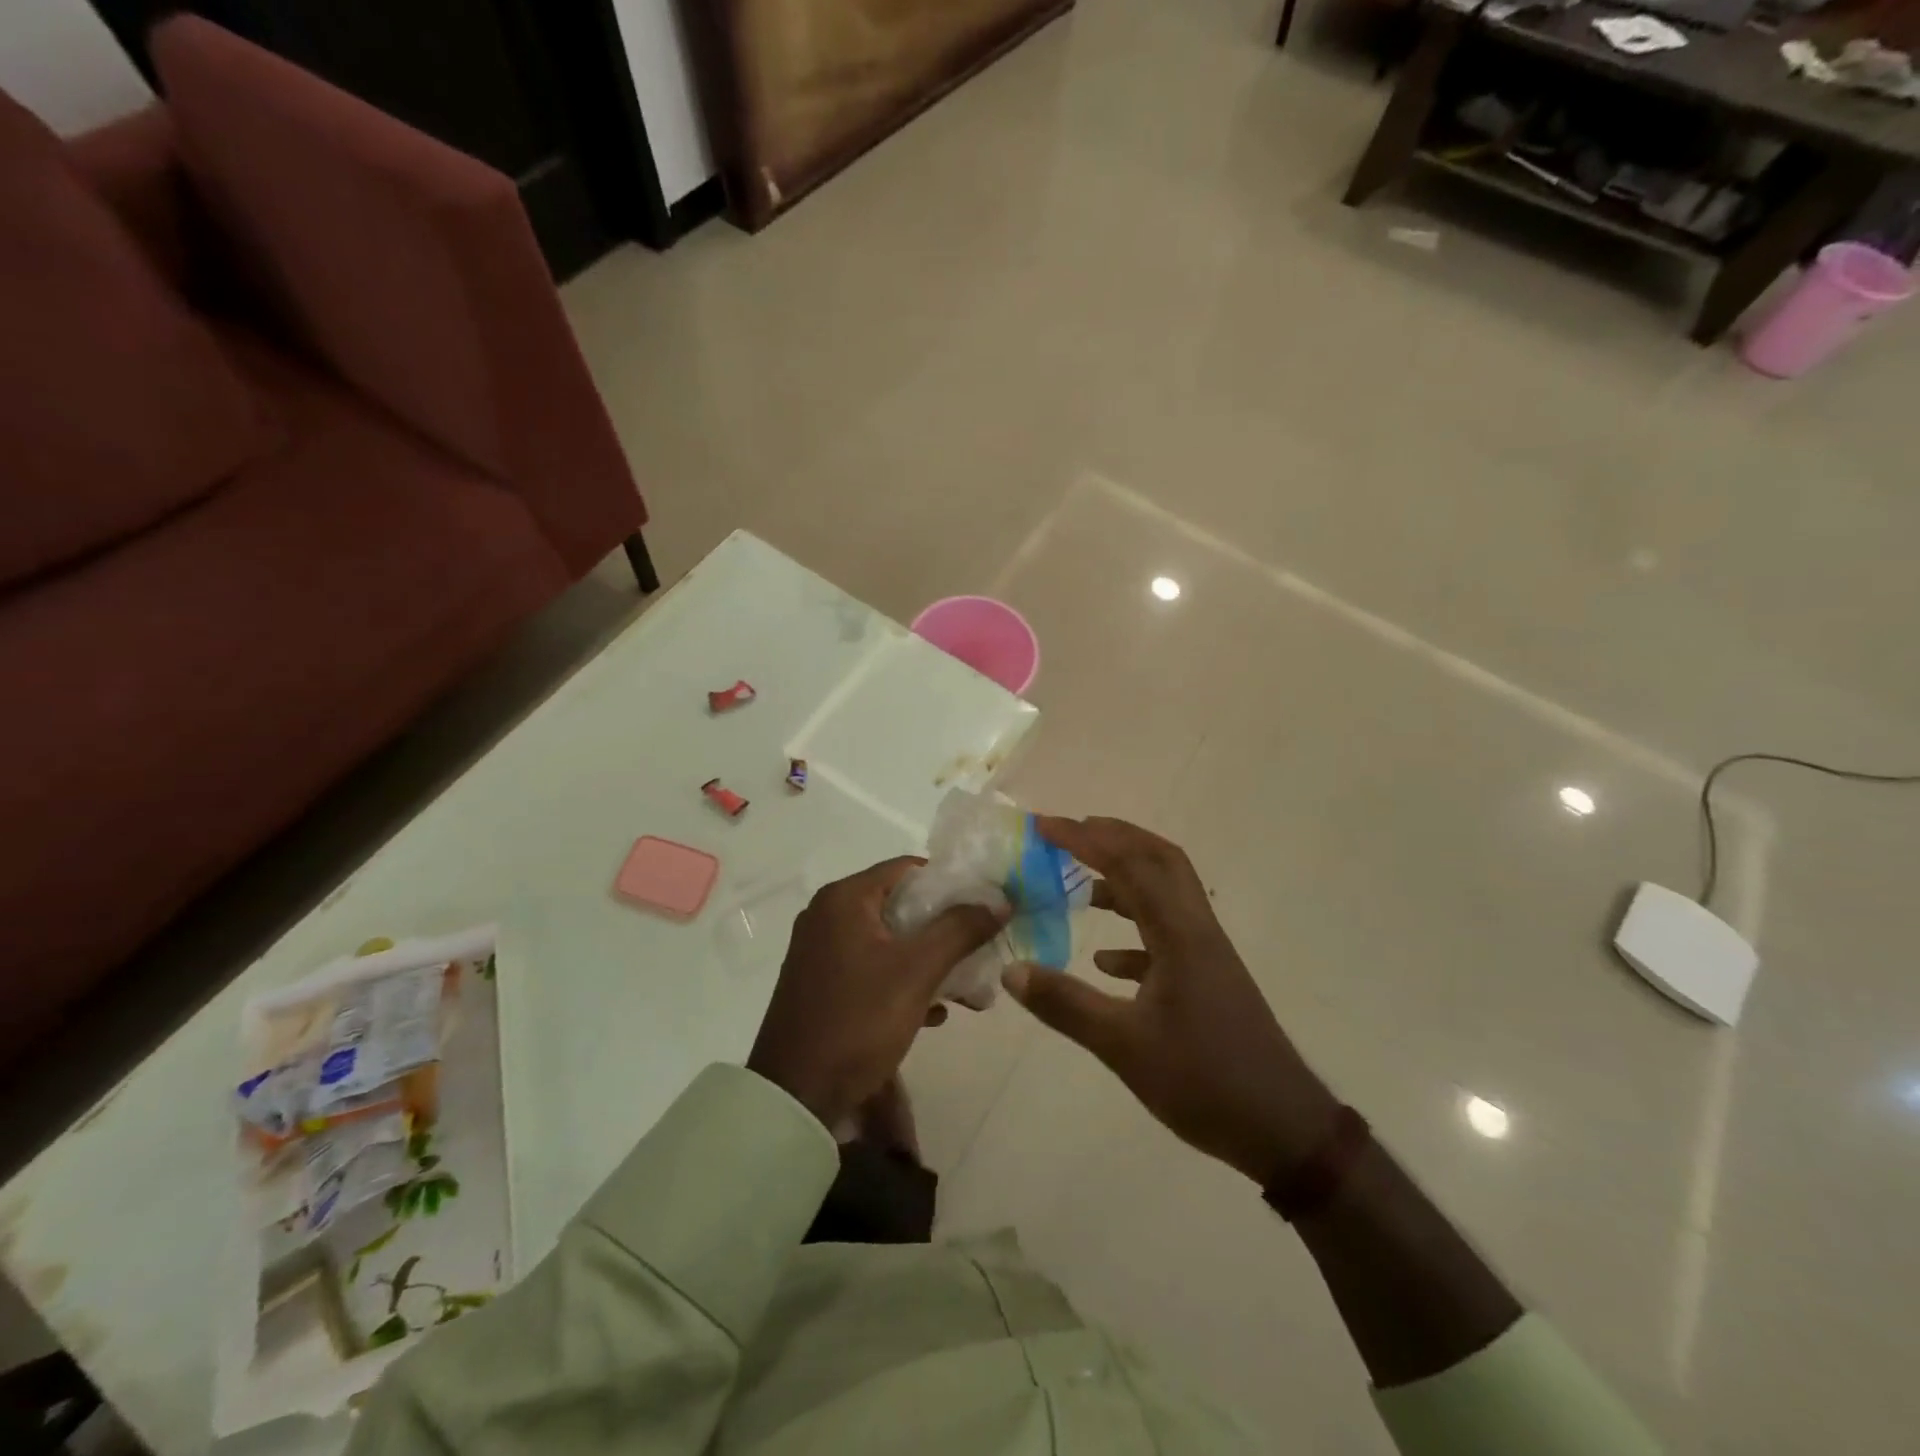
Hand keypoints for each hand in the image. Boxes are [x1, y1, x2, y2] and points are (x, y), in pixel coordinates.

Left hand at [747, 857, 1003, 1127]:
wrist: (796, 1097)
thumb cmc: (858, 1020)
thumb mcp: (917, 971)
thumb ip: (960, 929)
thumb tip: (1000, 899)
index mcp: (844, 899)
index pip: (908, 869)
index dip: (951, 883)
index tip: (985, 907)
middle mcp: (827, 914)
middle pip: (901, 905)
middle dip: (945, 929)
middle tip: (981, 950)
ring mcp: (821, 950)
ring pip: (890, 940)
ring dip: (929, 960)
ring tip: (967, 990)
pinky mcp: (821, 983)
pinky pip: (872, 967)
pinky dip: (903, 980)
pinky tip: (932, 1012)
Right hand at [1000, 816, 1338, 1185]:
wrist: (1282, 1130)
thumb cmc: (1204, 1081)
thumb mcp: (1124, 1047)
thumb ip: (1066, 1005)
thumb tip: (1011, 971)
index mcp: (1179, 934)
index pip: (1130, 864)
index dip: (1085, 838)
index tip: (1044, 826)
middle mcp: (1196, 931)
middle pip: (1159, 860)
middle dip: (1113, 838)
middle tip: (1068, 834)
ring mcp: (1206, 954)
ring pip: (1165, 894)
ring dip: (1124, 879)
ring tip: (1080, 885)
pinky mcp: (1208, 979)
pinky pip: (1166, 935)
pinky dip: (1133, 930)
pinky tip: (1106, 959)